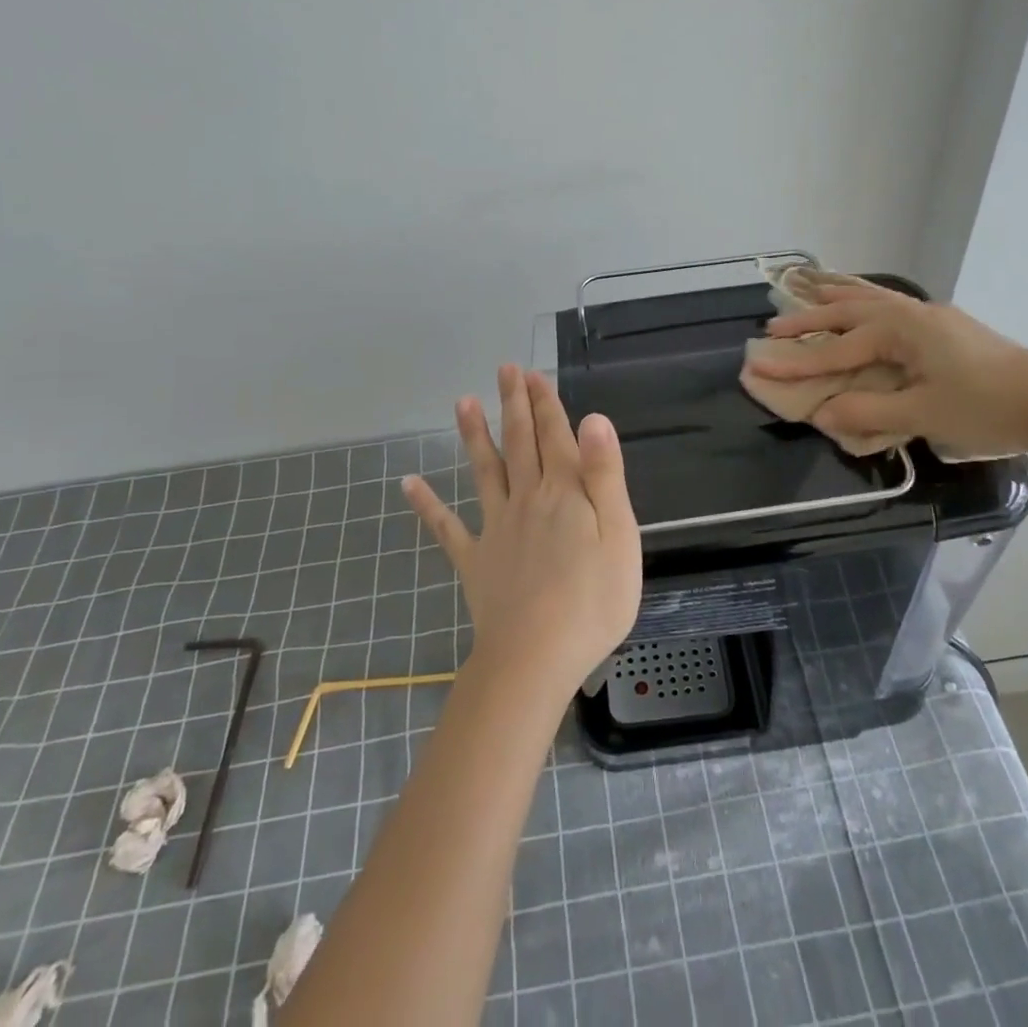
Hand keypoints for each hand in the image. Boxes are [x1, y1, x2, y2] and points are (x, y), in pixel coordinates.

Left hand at [401, 365, 641, 698]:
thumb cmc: (592, 600)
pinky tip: (408, 484)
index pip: (556, 437)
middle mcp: (526, 499)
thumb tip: (593, 419)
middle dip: (514, 404)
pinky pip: (447, 528)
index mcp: (565, 493)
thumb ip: (604, 475)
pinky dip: (427, 506)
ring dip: (474, 436)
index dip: (546, 403)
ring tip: (462, 402)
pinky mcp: (475, 561)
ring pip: (484, 471)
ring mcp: (496, 529)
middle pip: (520, 443)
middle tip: (504, 369)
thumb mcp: (619, 535)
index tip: (533, 374)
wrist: (536, 658)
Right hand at [746, 285, 1027, 457]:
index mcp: (902, 331)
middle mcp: (912, 315)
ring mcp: (931, 319)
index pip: (837, 350)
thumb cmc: (988, 407)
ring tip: (809, 290)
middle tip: (773, 327)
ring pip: (871, 301)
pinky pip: (890, 307)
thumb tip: (821, 413)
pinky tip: (864, 304)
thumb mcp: (924, 415)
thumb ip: (869, 412)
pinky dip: (866, 302)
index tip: (761, 367)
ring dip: (837, 299)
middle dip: (809, 320)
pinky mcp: (945, 330)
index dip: (798, 363)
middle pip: (848, 312)